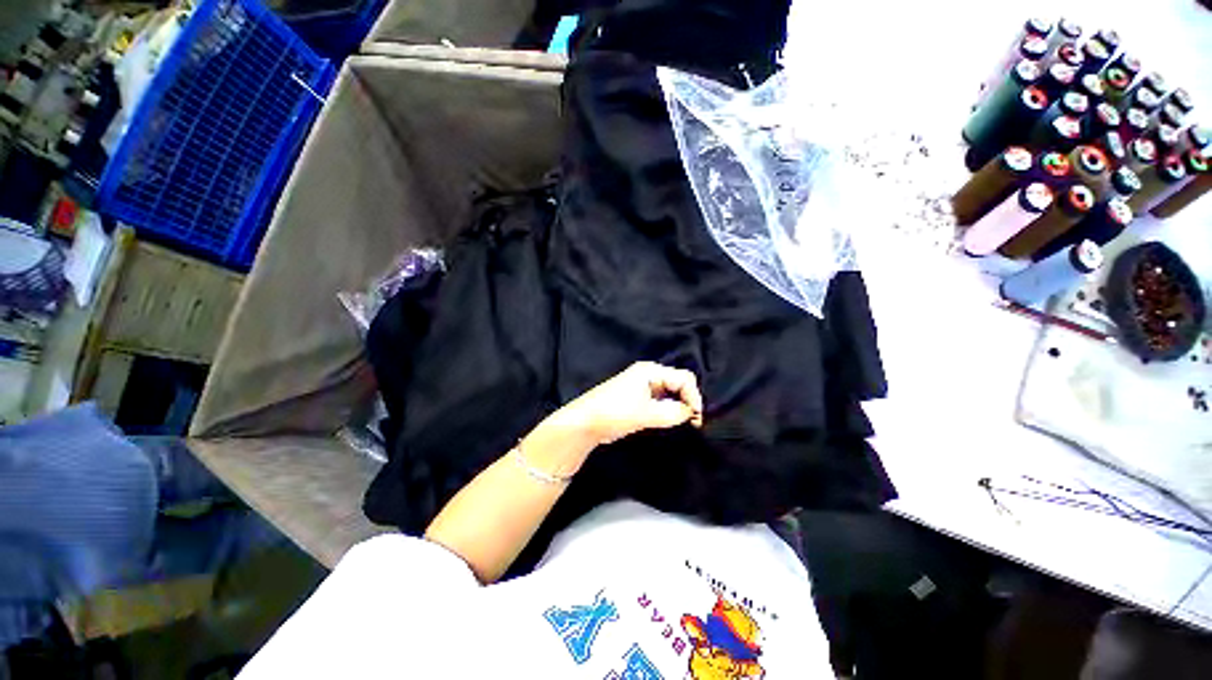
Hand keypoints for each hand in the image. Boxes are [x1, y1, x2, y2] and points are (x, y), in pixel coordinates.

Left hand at [557, 362, 703, 446]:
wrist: (585, 423)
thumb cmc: (615, 413)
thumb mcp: (646, 413)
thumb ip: (673, 413)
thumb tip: (690, 413)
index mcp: (651, 371)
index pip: (684, 378)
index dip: (694, 397)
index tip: (697, 418)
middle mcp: (649, 375)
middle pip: (678, 384)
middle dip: (687, 401)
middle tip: (693, 422)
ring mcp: (643, 386)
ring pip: (670, 394)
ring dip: (678, 407)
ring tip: (682, 424)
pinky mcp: (638, 399)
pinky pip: (661, 401)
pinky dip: (668, 411)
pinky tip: (669, 422)